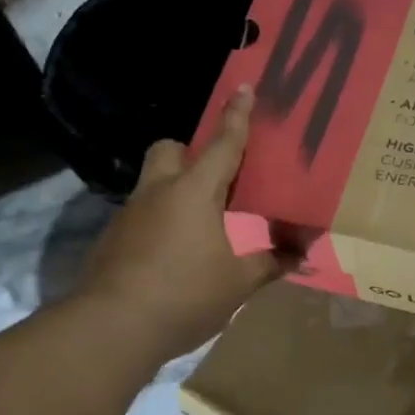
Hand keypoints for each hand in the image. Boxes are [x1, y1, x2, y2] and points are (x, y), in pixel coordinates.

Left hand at [81, 85, 288, 362]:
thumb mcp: (237, 283)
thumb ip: (270, 264)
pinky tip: (171, 255)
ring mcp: (130, 215)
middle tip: (212, 180)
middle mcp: (159, 192)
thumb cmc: (185, 296)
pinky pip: (140, 216)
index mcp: (195, 192)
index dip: (237, 116)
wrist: (113, 327)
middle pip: (168, 149)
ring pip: (152, 183)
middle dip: (188, 152)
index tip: (244, 86)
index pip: (223, 144)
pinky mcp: (112, 239)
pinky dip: (158, 223)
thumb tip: (302, 256)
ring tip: (197, 226)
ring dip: (173, 191)